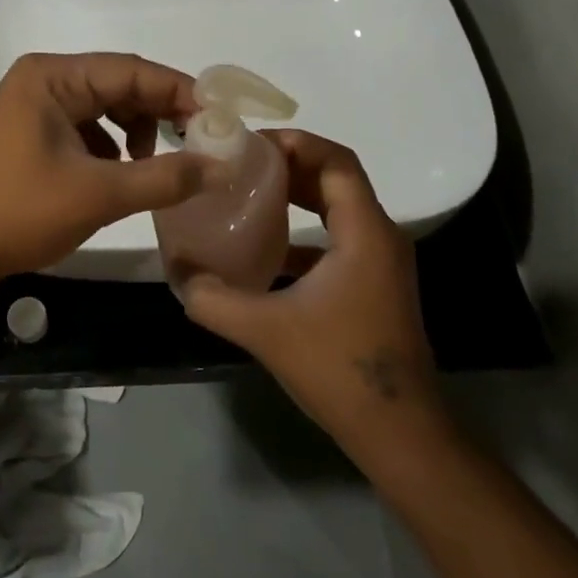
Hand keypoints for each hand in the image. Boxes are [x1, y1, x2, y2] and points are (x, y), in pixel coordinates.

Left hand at [0, 52, 212, 283]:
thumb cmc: (19, 212)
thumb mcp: (99, 194)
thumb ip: (165, 177)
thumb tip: (222, 166)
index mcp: (52, 77)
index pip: (131, 70)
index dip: (180, 91)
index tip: (220, 116)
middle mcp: (43, 80)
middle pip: (118, 84)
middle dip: (160, 112)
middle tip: (200, 141)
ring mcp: (33, 105)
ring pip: (104, 106)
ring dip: (136, 130)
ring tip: (154, 165)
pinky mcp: (31, 132)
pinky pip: (85, 126)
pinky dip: (111, 145)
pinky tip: (120, 174)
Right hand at [176, 130, 448, 449]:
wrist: (400, 433)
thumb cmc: (339, 369)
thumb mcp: (265, 330)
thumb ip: (213, 298)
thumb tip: (178, 273)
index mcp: (364, 233)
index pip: (336, 161)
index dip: (295, 143)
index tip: (251, 144)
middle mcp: (380, 237)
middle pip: (336, 179)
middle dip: (290, 165)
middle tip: (242, 164)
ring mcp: (380, 263)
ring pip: (338, 208)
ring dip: (298, 196)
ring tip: (249, 194)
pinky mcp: (374, 285)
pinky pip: (338, 239)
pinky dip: (305, 231)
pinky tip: (267, 249)